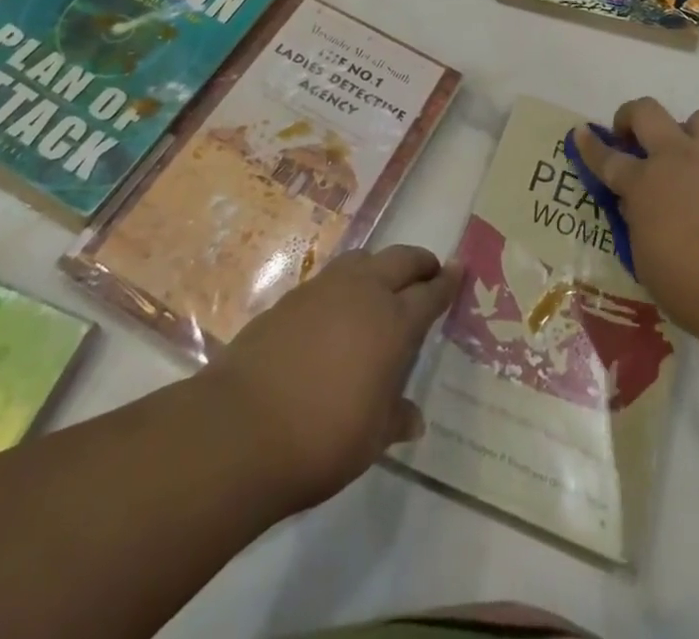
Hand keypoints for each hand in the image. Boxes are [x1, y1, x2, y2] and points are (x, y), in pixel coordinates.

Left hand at [207, 246, 459, 514]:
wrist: (239, 429)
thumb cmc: (320, 439)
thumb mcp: (370, 440)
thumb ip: (394, 419)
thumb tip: (413, 419)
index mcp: (393, 323)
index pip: (430, 294)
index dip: (448, 282)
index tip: (460, 269)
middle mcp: (363, 293)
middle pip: (401, 260)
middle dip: (419, 262)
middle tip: (429, 271)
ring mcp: (323, 290)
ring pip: (363, 259)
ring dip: (381, 266)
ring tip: (382, 285)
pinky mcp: (290, 299)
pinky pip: (330, 278)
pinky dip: (346, 283)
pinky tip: (337, 310)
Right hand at [574, 99, 698, 340]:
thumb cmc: (689, 285)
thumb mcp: (645, 258)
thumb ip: (639, 222)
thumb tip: (639, 204)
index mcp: (644, 182)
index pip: (608, 157)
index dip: (591, 145)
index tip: (581, 133)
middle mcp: (678, 159)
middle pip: (648, 113)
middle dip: (631, 116)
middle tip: (631, 136)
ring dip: (687, 131)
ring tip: (687, 159)